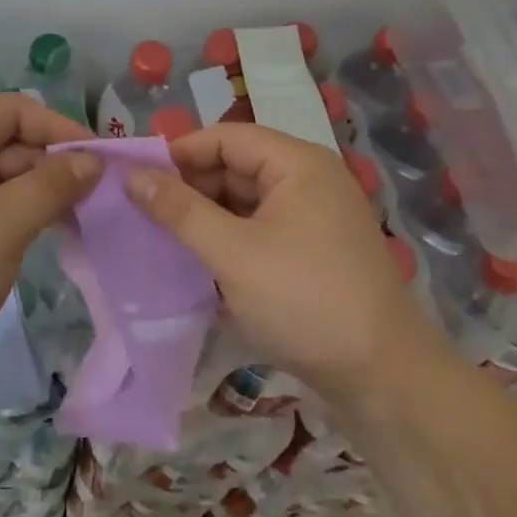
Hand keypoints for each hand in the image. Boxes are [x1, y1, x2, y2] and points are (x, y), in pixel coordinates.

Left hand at [0, 94, 99, 400]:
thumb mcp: (1, 224)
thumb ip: (52, 185)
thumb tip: (94, 159)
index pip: (12, 111)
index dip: (58, 127)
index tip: (102, 159)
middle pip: (11, 145)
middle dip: (55, 166)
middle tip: (102, 197)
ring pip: (6, 182)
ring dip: (44, 196)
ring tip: (88, 218)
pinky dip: (25, 220)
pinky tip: (56, 236)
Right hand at [126, 123, 437, 407]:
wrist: (384, 379)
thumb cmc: (304, 301)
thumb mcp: (232, 253)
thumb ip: (180, 211)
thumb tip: (133, 176)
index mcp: (297, 164)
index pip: (226, 137)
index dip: (179, 152)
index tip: (135, 177)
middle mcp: (309, 180)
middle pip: (236, 166)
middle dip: (190, 187)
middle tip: (143, 213)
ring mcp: (314, 218)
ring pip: (246, 201)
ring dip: (206, 216)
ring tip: (161, 238)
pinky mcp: (313, 252)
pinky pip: (260, 230)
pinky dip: (228, 240)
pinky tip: (198, 262)